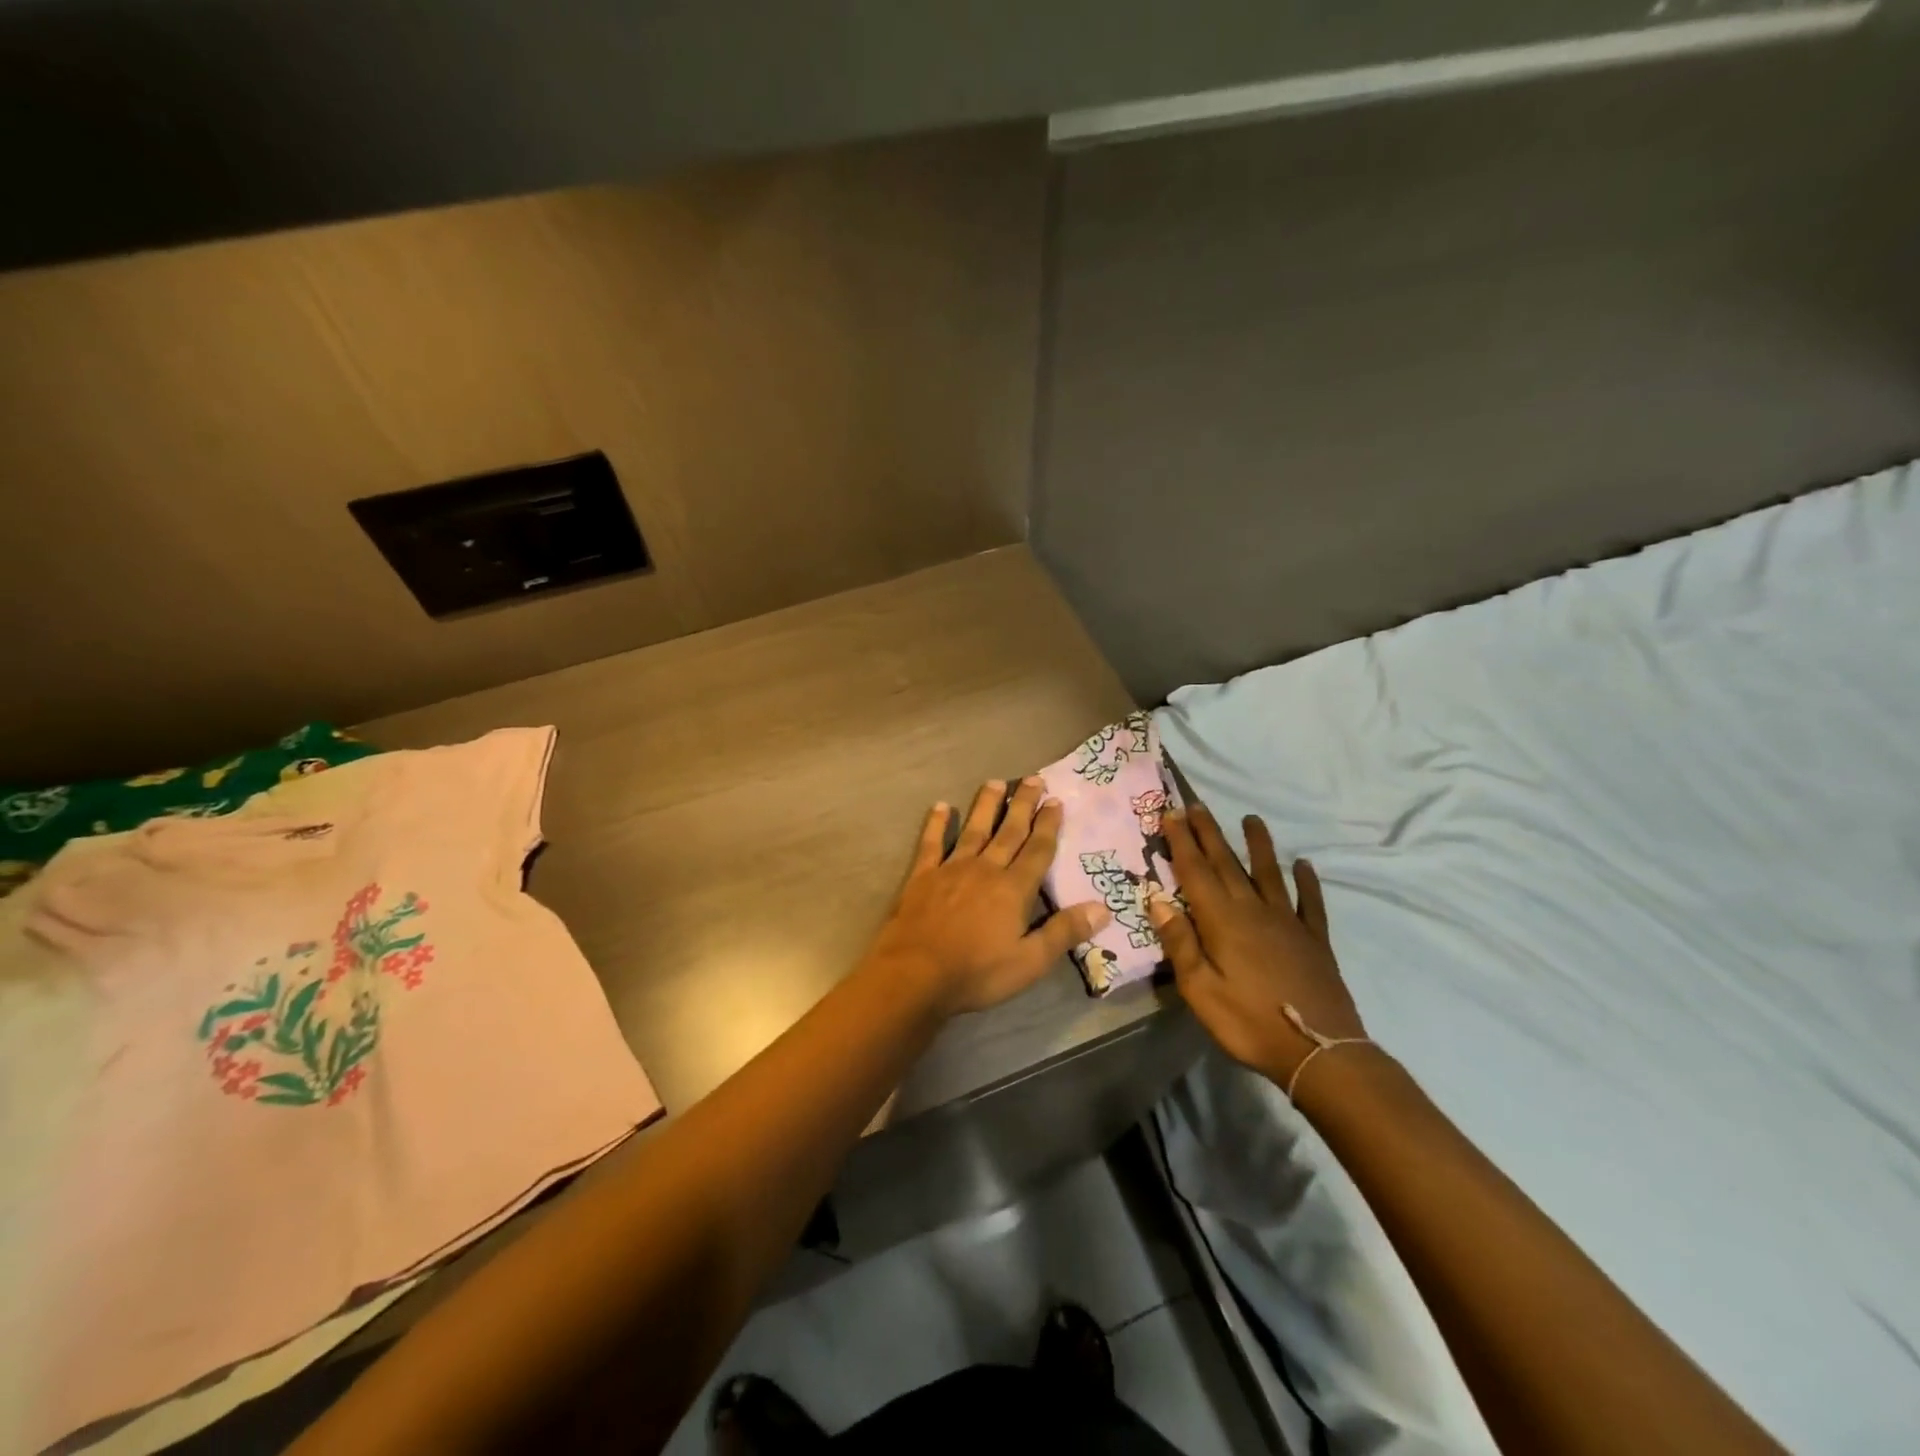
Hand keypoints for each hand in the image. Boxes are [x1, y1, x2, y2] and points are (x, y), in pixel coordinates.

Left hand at [867, 777, 1112, 1016]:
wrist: (916, 974)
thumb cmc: (977, 972)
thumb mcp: (1030, 962)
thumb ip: (1064, 932)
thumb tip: (1102, 908)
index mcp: (1013, 889)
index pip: (1037, 850)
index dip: (1048, 825)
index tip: (1056, 801)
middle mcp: (985, 869)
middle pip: (1009, 831)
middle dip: (1023, 805)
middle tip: (1034, 779)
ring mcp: (951, 869)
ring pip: (973, 829)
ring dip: (986, 805)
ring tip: (995, 782)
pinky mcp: (922, 876)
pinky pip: (931, 843)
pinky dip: (937, 824)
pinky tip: (941, 806)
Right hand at [1148, 805, 1366, 1085]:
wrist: (1319, 1052)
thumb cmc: (1249, 1023)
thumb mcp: (1200, 991)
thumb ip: (1180, 943)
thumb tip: (1158, 901)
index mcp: (1222, 921)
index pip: (1196, 872)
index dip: (1182, 842)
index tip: (1170, 814)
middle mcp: (1254, 911)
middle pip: (1227, 864)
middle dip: (1209, 833)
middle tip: (1196, 805)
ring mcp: (1288, 923)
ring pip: (1269, 874)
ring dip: (1258, 845)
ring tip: (1251, 819)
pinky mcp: (1314, 940)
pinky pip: (1310, 903)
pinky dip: (1307, 882)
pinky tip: (1305, 865)